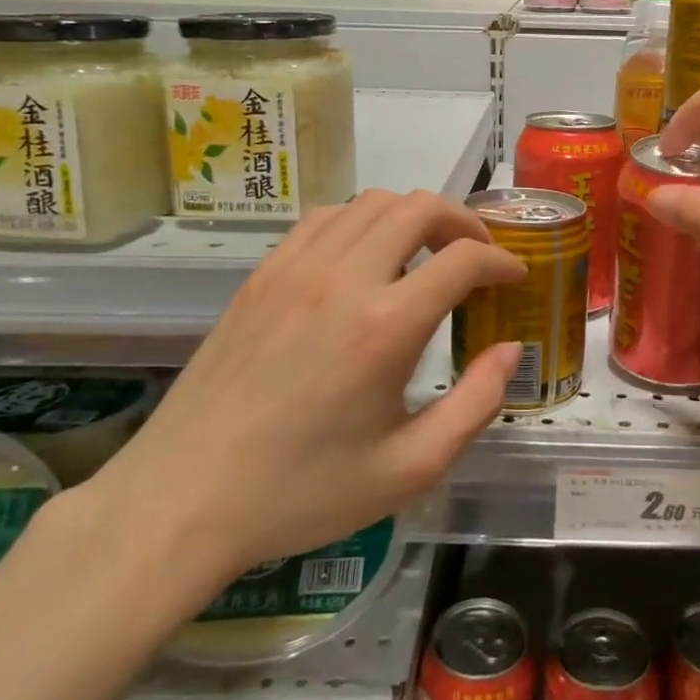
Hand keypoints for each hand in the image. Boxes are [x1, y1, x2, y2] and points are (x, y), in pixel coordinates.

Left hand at [84, 189, 525, 615]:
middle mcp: (343, 279)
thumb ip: (475, 405)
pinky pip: (326, 218)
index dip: (502, 261)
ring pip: (372, 202)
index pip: (463, 259)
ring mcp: (296, 268)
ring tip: (426, 252)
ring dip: (413, 216)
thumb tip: (508, 350)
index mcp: (385, 327)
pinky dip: (362, 221)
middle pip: (420, 207)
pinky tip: (365, 258)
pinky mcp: (263, 273)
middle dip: (463, 222)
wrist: (185, 498)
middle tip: (477, 255)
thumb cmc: (304, 492)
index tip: (515, 277)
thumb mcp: (409, 469)